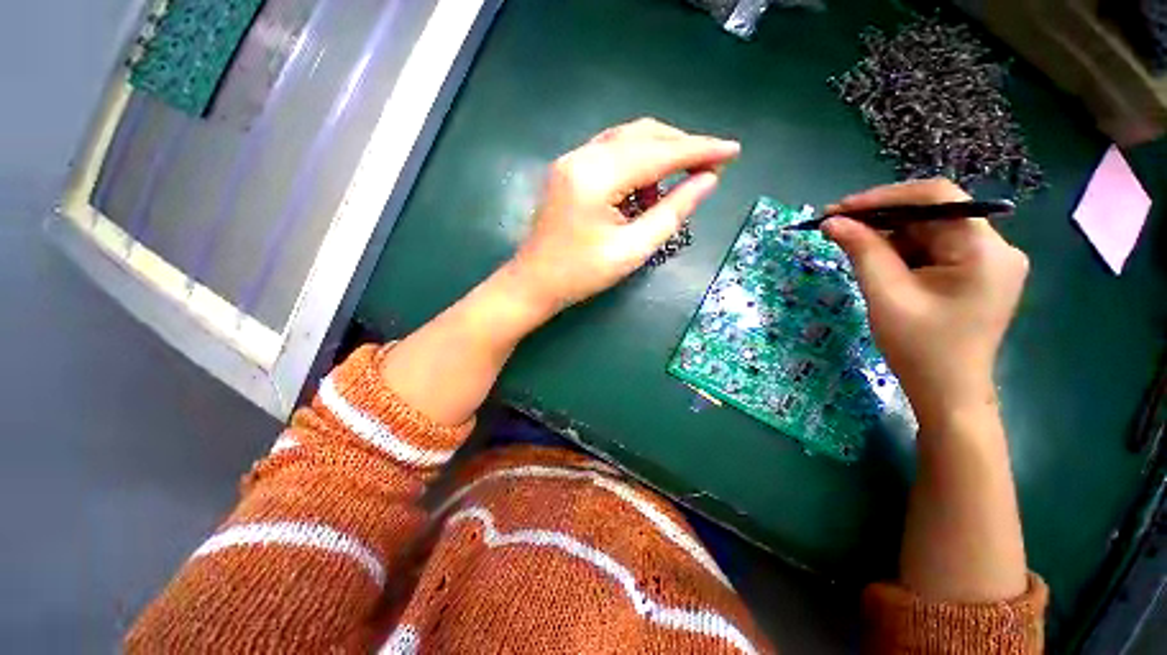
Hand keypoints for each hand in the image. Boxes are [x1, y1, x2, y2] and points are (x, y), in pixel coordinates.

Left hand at [505, 118, 739, 314]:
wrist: (534, 283)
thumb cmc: (581, 275)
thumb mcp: (632, 250)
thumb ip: (672, 212)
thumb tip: (708, 181)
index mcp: (596, 177)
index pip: (658, 153)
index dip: (699, 149)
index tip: (733, 150)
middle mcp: (581, 156)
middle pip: (642, 135)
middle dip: (681, 146)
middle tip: (711, 164)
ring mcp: (571, 160)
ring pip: (627, 139)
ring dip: (659, 152)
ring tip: (680, 179)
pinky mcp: (568, 170)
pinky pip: (611, 153)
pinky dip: (636, 162)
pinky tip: (646, 187)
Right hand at [823, 179, 1028, 430]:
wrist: (948, 393)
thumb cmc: (920, 348)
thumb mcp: (886, 295)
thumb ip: (862, 251)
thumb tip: (833, 221)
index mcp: (984, 250)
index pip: (937, 198)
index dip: (885, 197)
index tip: (841, 209)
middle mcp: (995, 247)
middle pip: (933, 214)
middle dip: (882, 218)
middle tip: (837, 227)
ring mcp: (988, 262)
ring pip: (930, 232)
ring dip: (889, 237)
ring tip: (852, 248)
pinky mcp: (976, 274)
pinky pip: (933, 250)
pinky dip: (902, 252)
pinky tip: (878, 264)